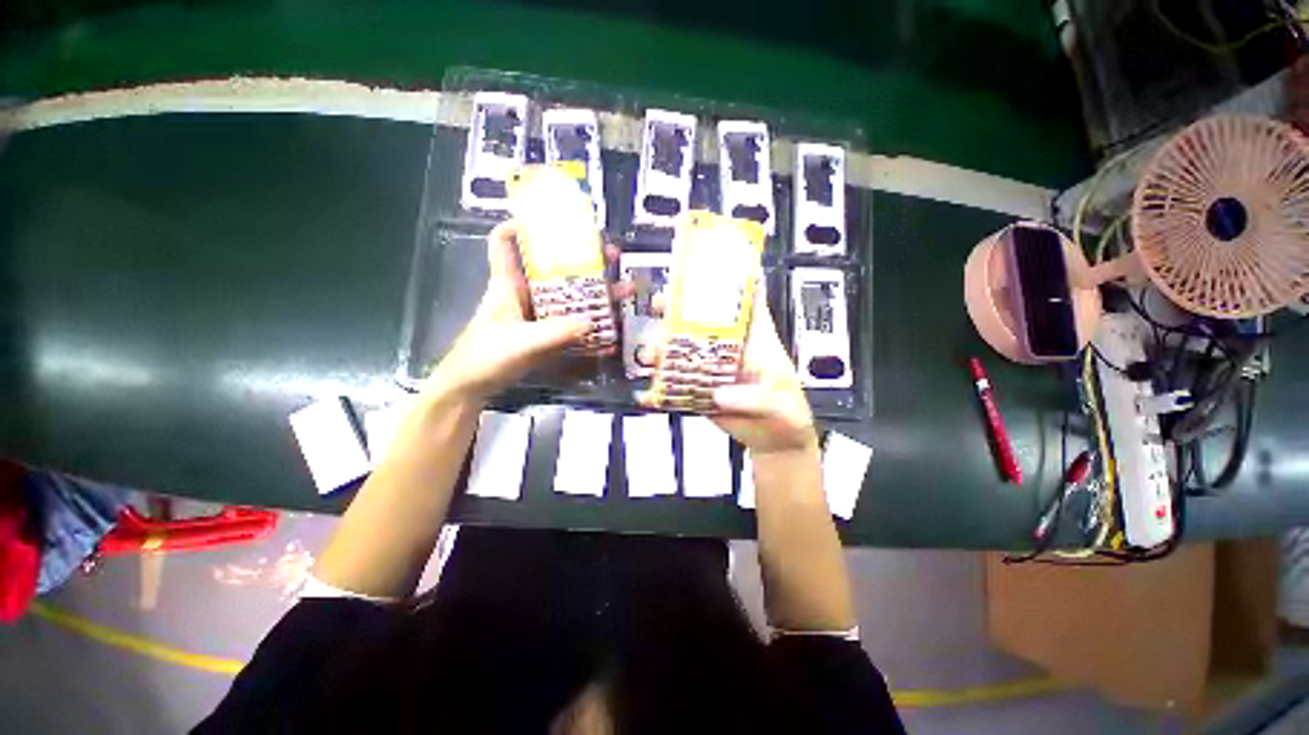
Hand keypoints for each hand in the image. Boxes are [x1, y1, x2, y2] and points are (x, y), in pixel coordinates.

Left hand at [425, 220, 627, 401]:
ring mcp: (536, 315)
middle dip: (582, 258)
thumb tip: (592, 322)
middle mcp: (524, 294)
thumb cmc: (485, 356)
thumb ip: (555, 333)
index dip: (521, 224)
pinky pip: (571, 321)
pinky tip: (610, 328)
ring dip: (594, 292)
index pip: (504, 241)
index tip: (552, 217)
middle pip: (553, 266)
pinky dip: (590, 323)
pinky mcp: (545, 334)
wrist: (472, 388)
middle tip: (612, 256)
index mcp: (507, 283)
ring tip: (623, 289)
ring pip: (567, 295)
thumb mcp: (520, 342)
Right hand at [638, 280, 817, 454]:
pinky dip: (663, 381)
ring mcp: (713, 368)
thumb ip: (754, 398)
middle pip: (703, 320)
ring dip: (664, 346)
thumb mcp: (778, 402)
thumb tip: (720, 395)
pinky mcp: (701, 389)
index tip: (711, 261)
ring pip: (685, 348)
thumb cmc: (786, 413)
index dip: (732, 279)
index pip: (746, 302)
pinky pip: (680, 381)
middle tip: (660, 303)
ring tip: (650, 352)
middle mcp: (729, 348)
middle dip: (679, 308)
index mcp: (755, 339)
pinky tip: (650, 382)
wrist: (775, 441)